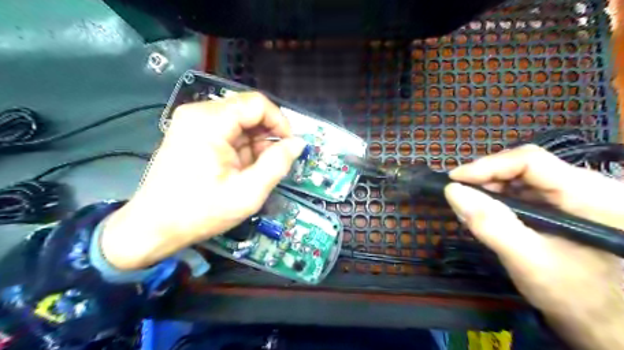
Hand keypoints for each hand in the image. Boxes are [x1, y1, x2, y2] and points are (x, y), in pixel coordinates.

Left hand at [101, 92, 306, 270]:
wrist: (154, 227)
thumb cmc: (200, 212)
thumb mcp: (248, 193)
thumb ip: (277, 165)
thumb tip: (298, 143)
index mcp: (210, 122)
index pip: (257, 103)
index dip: (280, 122)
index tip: (290, 146)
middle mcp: (199, 113)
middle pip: (248, 110)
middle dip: (268, 134)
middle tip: (275, 162)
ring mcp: (193, 121)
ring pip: (240, 120)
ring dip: (255, 142)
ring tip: (257, 169)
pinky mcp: (192, 132)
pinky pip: (228, 130)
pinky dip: (242, 146)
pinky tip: (242, 167)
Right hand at [444, 145, 623, 349]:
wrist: (607, 324)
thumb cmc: (575, 296)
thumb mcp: (527, 260)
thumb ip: (490, 224)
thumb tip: (452, 191)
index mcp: (590, 194)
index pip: (530, 161)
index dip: (487, 166)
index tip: (454, 180)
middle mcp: (587, 186)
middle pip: (525, 167)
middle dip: (486, 179)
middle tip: (459, 195)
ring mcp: (577, 196)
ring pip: (522, 179)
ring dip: (491, 190)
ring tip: (470, 206)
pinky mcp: (566, 207)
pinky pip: (526, 193)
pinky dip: (500, 200)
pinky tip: (487, 213)